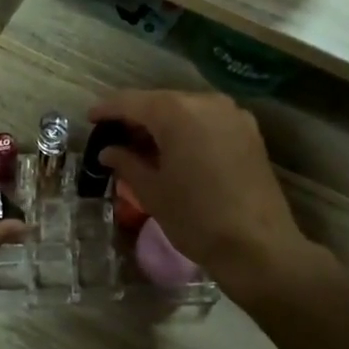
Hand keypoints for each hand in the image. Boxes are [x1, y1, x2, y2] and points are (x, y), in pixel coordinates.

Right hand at [87, 90, 316, 294]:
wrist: (258, 246)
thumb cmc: (195, 218)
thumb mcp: (152, 191)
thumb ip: (126, 163)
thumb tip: (108, 151)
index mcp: (176, 112)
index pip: (131, 102)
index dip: (107, 109)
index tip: (90, 118)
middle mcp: (206, 102)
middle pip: (160, 102)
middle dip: (136, 117)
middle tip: (115, 137)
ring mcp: (233, 115)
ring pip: (186, 110)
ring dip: (163, 124)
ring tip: (143, 146)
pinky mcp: (250, 132)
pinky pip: (208, 122)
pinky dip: (188, 130)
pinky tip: (176, 151)